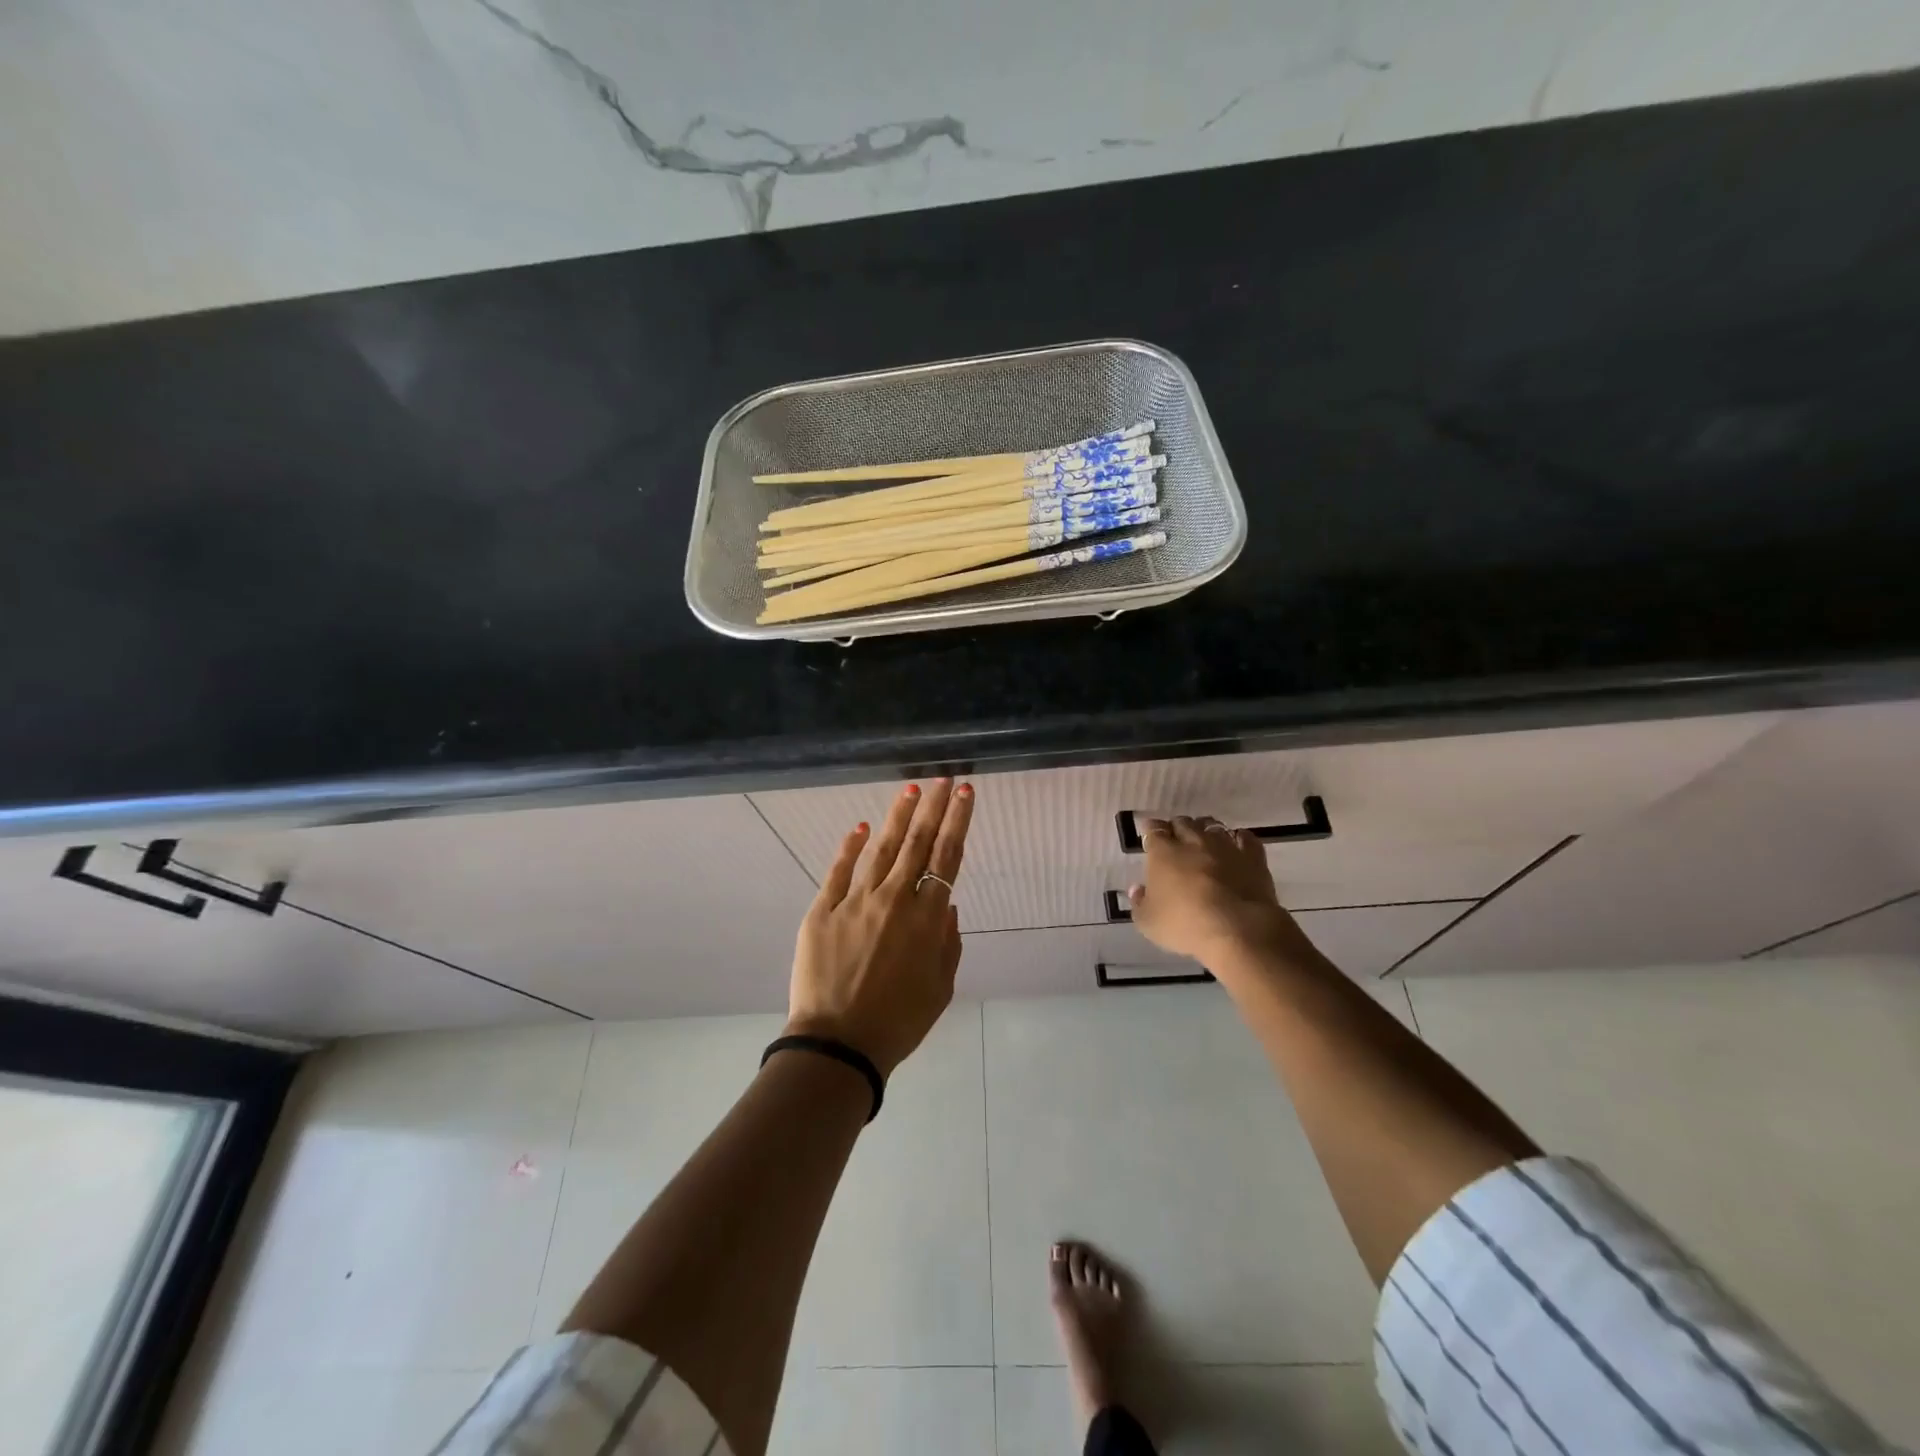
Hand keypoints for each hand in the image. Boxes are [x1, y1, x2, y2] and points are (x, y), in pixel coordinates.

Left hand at [785, 779, 973, 1077]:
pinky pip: (839, 871)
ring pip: (882, 848)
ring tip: (910, 790)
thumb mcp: (940, 990)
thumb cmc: (899, 1023)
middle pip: (918, 843)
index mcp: (928, 919)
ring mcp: (856, 901)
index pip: (947, 858)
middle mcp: (895, 899)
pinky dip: (851, 847)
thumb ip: (949, 944)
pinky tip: (861, 827)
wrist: (840, 1044)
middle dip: (933, 807)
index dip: (958, 821)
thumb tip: (948, 906)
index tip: (965, 793)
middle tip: (942, 778)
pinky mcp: (824, 910)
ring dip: (898, 817)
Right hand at [1126, 815, 1312, 966]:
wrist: (1238, 929)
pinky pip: (1245, 838)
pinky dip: (1238, 838)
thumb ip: (1139, 903)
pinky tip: (1236, 845)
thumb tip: (1138, 889)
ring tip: (1204, 840)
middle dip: (1177, 828)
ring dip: (1205, 830)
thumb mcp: (1149, 922)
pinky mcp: (1252, 857)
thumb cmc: (1185, 924)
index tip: (1149, 835)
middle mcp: (1193, 841)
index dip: (1151, 830)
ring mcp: (1225, 846)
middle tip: (1175, 840)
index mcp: (1163, 852)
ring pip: (1212, 826)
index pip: (1153, 830)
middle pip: (1183, 823)